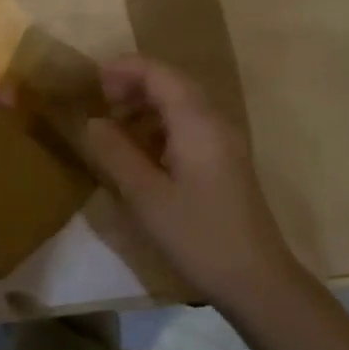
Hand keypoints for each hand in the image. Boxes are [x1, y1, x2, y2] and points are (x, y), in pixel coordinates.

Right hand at [81, 55, 299, 308]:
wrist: (257, 280)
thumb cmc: (198, 236)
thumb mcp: (146, 197)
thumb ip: (116, 153)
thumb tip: (92, 122)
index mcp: (197, 123)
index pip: (159, 74)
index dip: (124, 68)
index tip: (91, 79)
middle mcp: (214, 122)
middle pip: (173, 83)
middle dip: (135, 83)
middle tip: (100, 100)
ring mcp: (224, 141)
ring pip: (183, 104)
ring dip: (148, 104)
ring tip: (115, 123)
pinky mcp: (226, 161)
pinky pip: (190, 125)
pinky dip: (161, 124)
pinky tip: (142, 150)